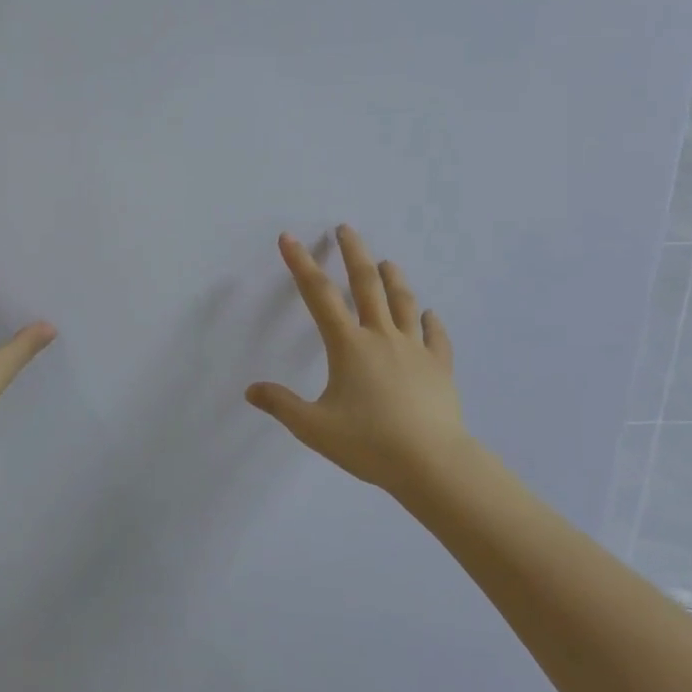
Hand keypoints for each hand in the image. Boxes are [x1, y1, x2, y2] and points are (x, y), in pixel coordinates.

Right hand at [246, 226, 466, 495]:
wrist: (432, 463)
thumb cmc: (369, 443)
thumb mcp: (314, 428)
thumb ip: (282, 405)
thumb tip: (251, 390)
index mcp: (349, 346)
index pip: (319, 296)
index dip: (301, 264)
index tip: (290, 239)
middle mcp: (382, 337)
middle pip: (367, 284)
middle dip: (353, 253)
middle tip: (346, 229)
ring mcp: (415, 349)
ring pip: (403, 302)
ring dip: (393, 278)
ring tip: (387, 261)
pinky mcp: (439, 367)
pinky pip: (435, 337)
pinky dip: (430, 322)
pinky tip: (429, 314)